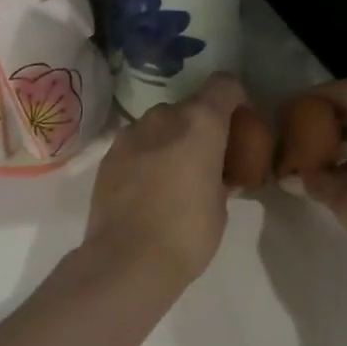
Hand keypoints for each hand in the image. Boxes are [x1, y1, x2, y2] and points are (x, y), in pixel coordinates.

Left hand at [83, 73, 245, 291]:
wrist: (126, 261)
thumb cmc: (187, 233)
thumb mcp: (220, 204)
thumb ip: (220, 175)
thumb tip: (216, 174)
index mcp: (199, 122)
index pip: (224, 85)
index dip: (235, 101)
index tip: (239, 129)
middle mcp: (162, 117)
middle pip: (189, 107)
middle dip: (200, 127)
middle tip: (207, 161)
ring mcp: (129, 134)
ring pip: (159, 125)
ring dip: (171, 141)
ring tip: (174, 178)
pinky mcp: (107, 156)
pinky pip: (137, 145)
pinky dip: (147, 157)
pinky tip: (148, 189)